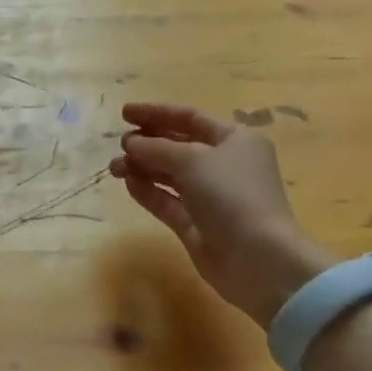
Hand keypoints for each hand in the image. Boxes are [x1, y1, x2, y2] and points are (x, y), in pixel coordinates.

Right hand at [110, 102, 333, 326]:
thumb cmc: (231, 195)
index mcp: (235, 140)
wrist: (257, 258)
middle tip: (120, 144)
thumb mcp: (192, 160)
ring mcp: (210, 196)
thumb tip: (131, 143)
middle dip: (147, 142)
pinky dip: (148, 190)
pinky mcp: (197, 224)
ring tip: (114, 167)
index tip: (124, 113)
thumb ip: (156, 147)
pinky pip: (167, 200)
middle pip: (179, 145)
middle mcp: (224, 165)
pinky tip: (128, 184)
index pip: (191, 118)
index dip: (157, 112)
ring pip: (169, 174)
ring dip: (142, 167)